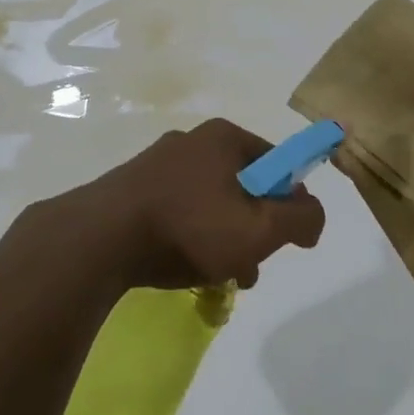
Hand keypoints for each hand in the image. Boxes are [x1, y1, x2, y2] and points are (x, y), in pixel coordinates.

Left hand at [69, 119, 325, 290]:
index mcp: (224, 137)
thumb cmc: (190, 226)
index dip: (289, 202)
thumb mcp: (260, 229)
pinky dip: (189, 238)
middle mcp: (192, 140)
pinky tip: (184, 268)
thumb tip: (312, 213)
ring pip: (210, 203)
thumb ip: (300, 219)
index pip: (277, 163)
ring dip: (223, 240)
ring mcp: (158, 163)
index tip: (285, 238)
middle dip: (253, 229)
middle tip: (250, 265)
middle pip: (243, 185)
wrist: (101, 237)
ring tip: (218, 277)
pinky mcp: (134, 187)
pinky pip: (178, 211)